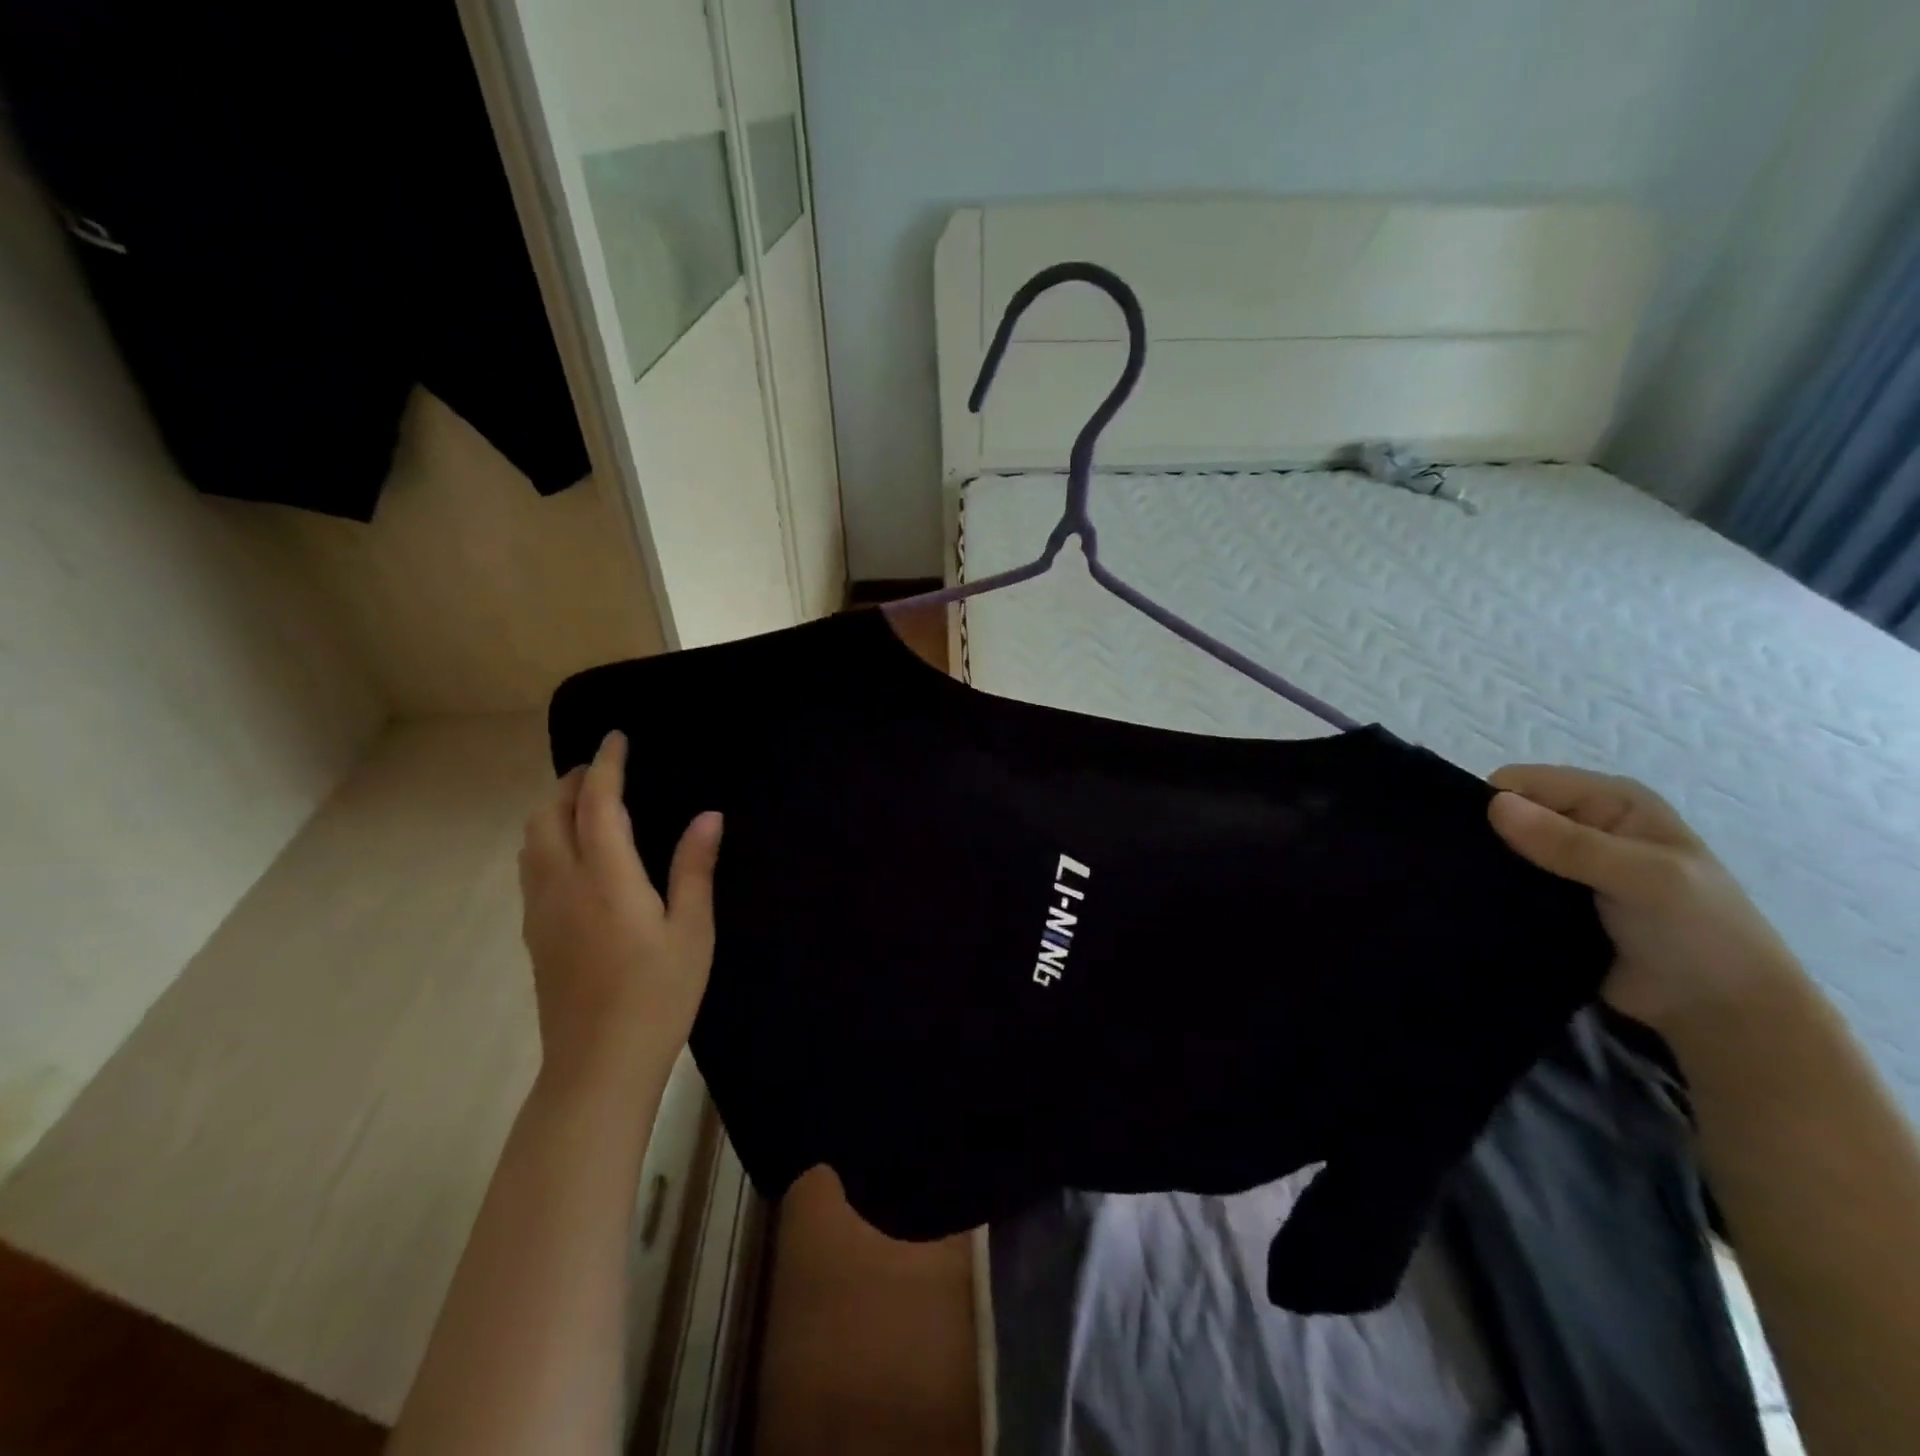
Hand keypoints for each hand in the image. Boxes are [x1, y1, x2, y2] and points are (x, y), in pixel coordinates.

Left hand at [518, 730, 722, 1084]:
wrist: (598, 1064)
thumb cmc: (658, 994)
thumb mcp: (692, 931)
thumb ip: (694, 868)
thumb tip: (708, 816)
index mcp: (606, 878)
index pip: (598, 804)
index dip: (607, 765)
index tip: (617, 737)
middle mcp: (563, 884)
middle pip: (548, 814)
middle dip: (572, 782)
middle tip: (604, 770)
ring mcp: (541, 910)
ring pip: (532, 840)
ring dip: (554, 809)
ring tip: (587, 804)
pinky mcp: (535, 933)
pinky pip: (531, 866)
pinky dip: (548, 839)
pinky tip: (575, 854)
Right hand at [1487, 764, 1800, 1034]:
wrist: (1720, 1013)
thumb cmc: (1698, 934)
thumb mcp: (1644, 880)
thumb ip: (1570, 843)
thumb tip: (1495, 806)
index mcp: (1611, 800)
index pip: (1523, 783)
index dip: (1494, 804)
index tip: (1472, 841)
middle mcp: (1585, 824)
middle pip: (1508, 813)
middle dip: (1484, 836)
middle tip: (1461, 870)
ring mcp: (1567, 865)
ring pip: (1502, 851)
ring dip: (1486, 868)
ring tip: (1463, 890)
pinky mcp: (1552, 900)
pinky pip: (1507, 885)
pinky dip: (1492, 893)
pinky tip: (1477, 906)